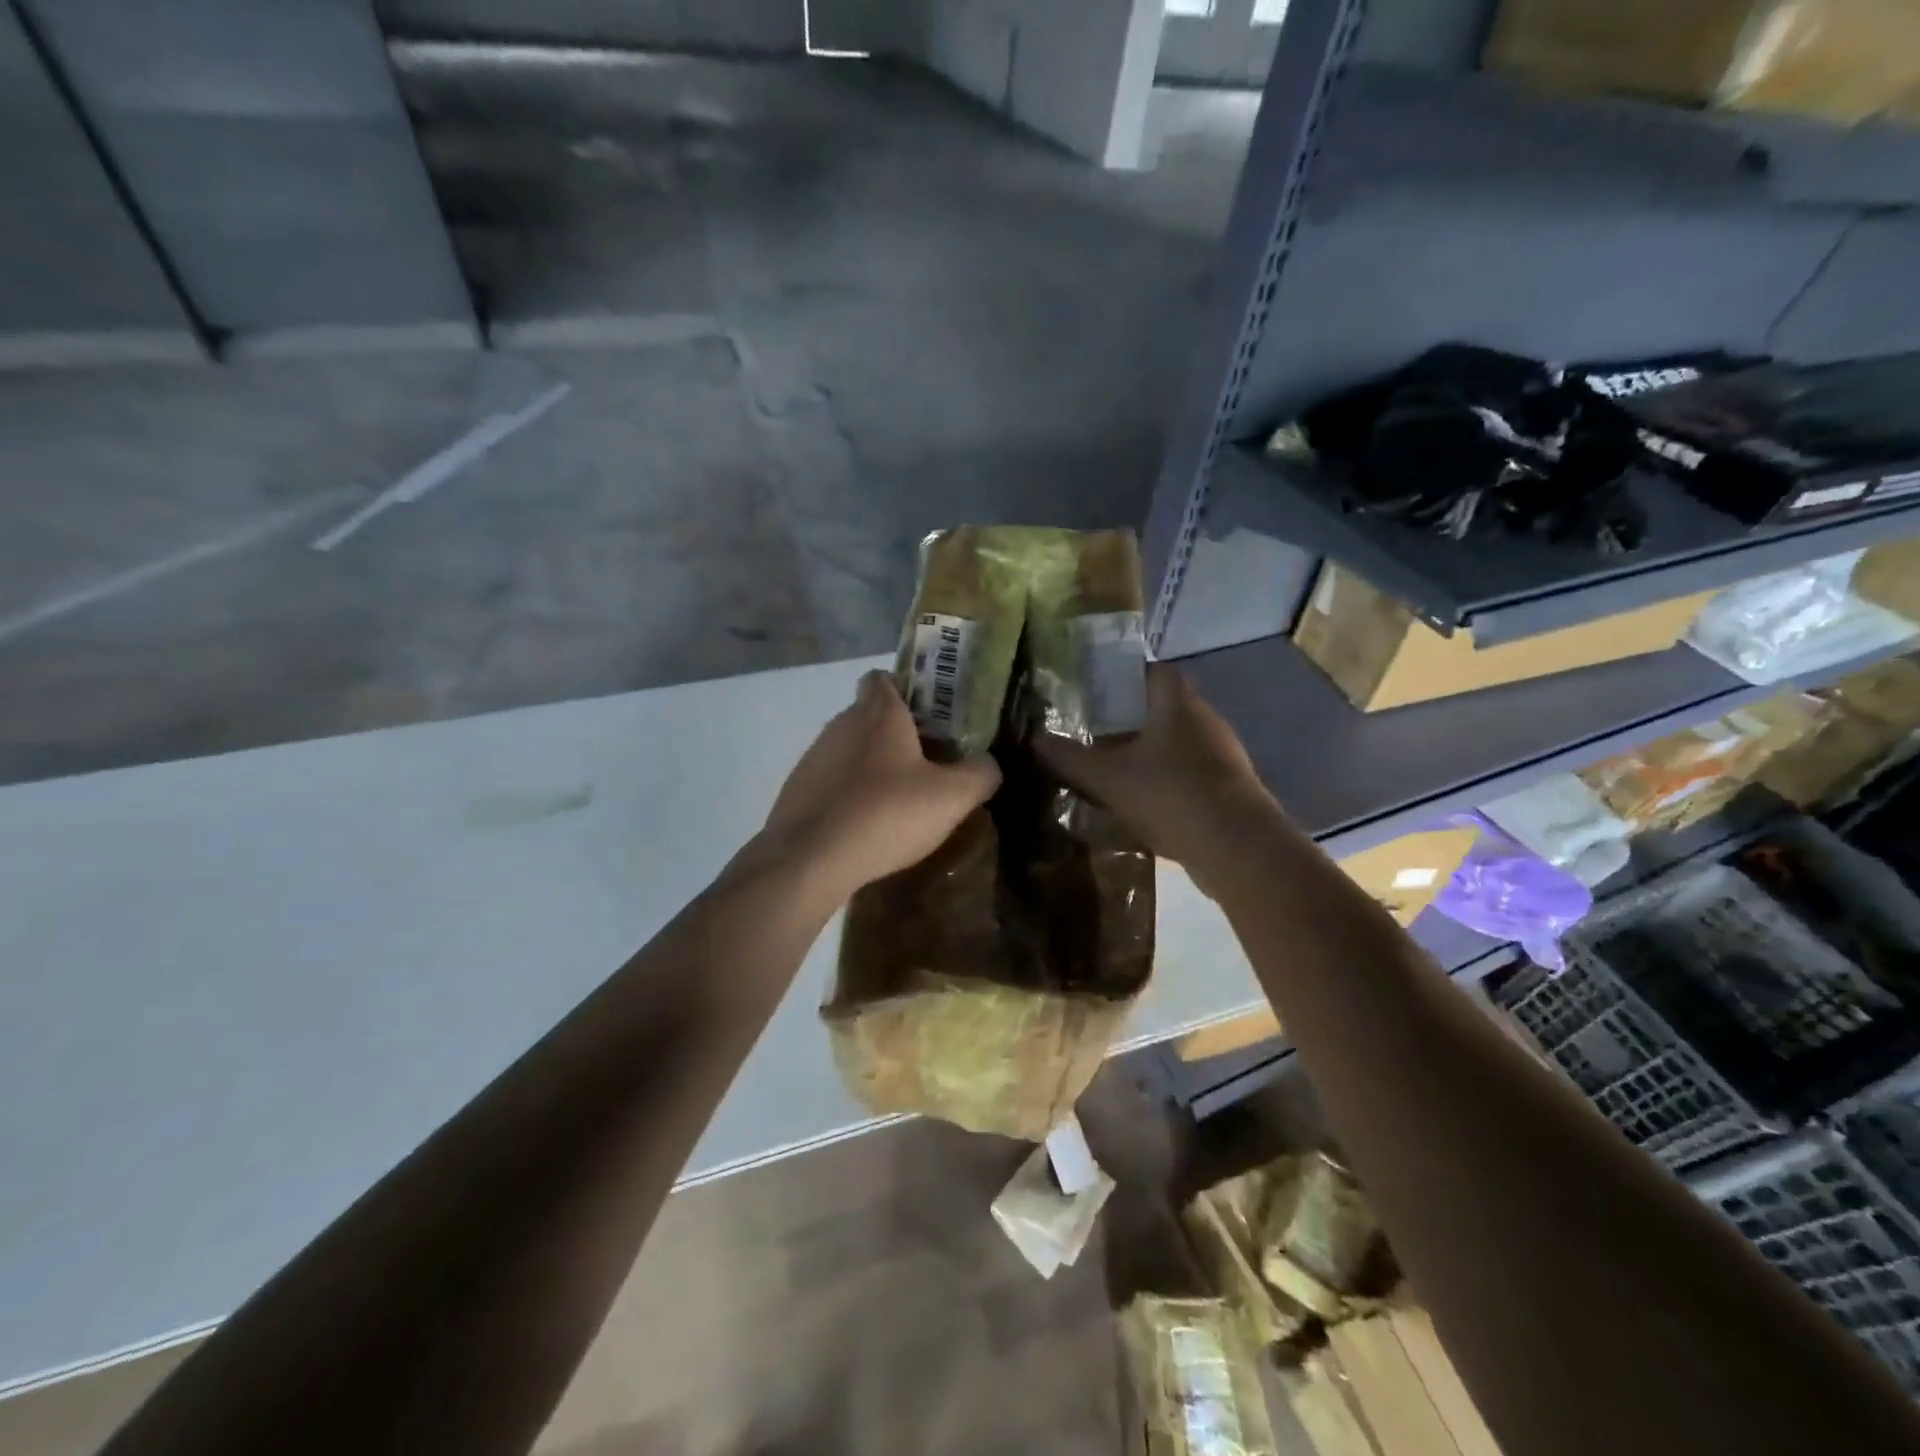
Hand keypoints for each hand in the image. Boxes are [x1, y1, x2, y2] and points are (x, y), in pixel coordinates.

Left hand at [755, 670, 1000, 898]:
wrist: (809, 860)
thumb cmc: (885, 814)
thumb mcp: (952, 797)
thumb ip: (981, 774)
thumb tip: (989, 764)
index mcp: (879, 713)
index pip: (885, 677)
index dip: (908, 689)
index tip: (932, 716)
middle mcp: (841, 724)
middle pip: (872, 715)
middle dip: (899, 734)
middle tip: (930, 765)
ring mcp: (815, 756)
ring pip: (852, 750)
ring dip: (874, 766)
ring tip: (900, 801)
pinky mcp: (798, 789)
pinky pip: (833, 781)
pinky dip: (850, 794)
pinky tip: (867, 825)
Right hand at [1035, 664, 1279, 893]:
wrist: (1236, 848)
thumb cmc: (1169, 795)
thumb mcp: (1107, 777)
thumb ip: (1069, 758)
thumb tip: (1033, 739)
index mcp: (1178, 704)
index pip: (1154, 671)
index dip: (1125, 675)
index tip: (1096, 690)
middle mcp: (1206, 720)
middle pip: (1165, 707)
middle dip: (1131, 717)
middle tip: (1094, 731)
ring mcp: (1223, 755)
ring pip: (1179, 742)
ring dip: (1150, 751)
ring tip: (1114, 768)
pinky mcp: (1231, 788)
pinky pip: (1191, 771)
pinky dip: (1167, 778)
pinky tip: (1144, 801)